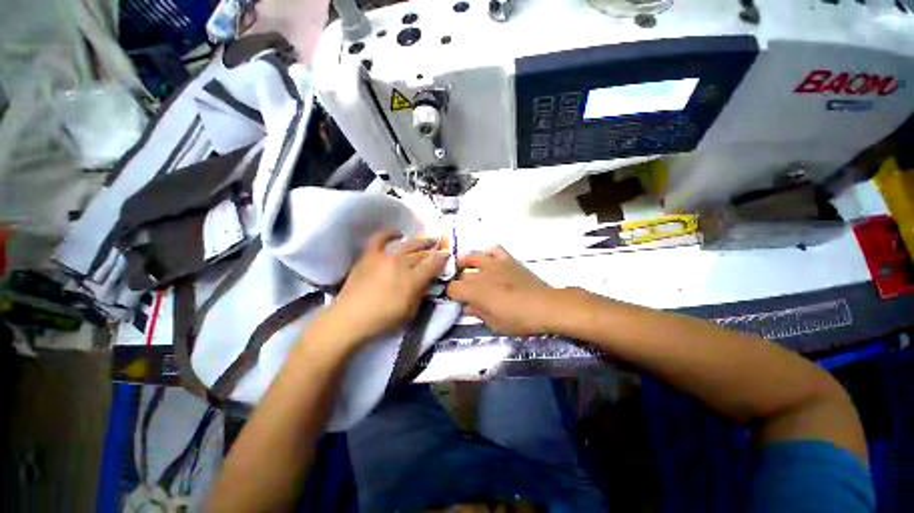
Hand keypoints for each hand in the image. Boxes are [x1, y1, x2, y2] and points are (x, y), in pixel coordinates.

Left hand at [320, 229, 448, 348]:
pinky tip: (397, 232)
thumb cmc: (383, 319)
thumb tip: (427, 280)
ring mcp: (384, 257)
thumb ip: (421, 293)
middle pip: (421, 253)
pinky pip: (379, 239)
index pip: (433, 264)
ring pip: (406, 244)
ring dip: (419, 241)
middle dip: (433, 249)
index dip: (442, 258)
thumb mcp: (410, 311)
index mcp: (412, 279)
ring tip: (426, 239)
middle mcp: (401, 264)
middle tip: (439, 246)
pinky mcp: (369, 255)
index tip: (447, 254)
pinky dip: (389, 233)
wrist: (350, 318)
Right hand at [446, 246, 557, 335]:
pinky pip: (494, 249)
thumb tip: (467, 306)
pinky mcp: (508, 259)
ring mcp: (495, 263)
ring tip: (468, 268)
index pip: (453, 288)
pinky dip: (489, 253)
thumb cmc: (519, 319)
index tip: (456, 298)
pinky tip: (490, 261)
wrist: (544, 306)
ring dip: (467, 262)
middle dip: (460, 281)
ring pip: (473, 256)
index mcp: (475, 291)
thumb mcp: (494, 324)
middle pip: (462, 273)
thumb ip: (478, 313)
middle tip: (465, 289)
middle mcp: (481, 274)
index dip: (451, 293)